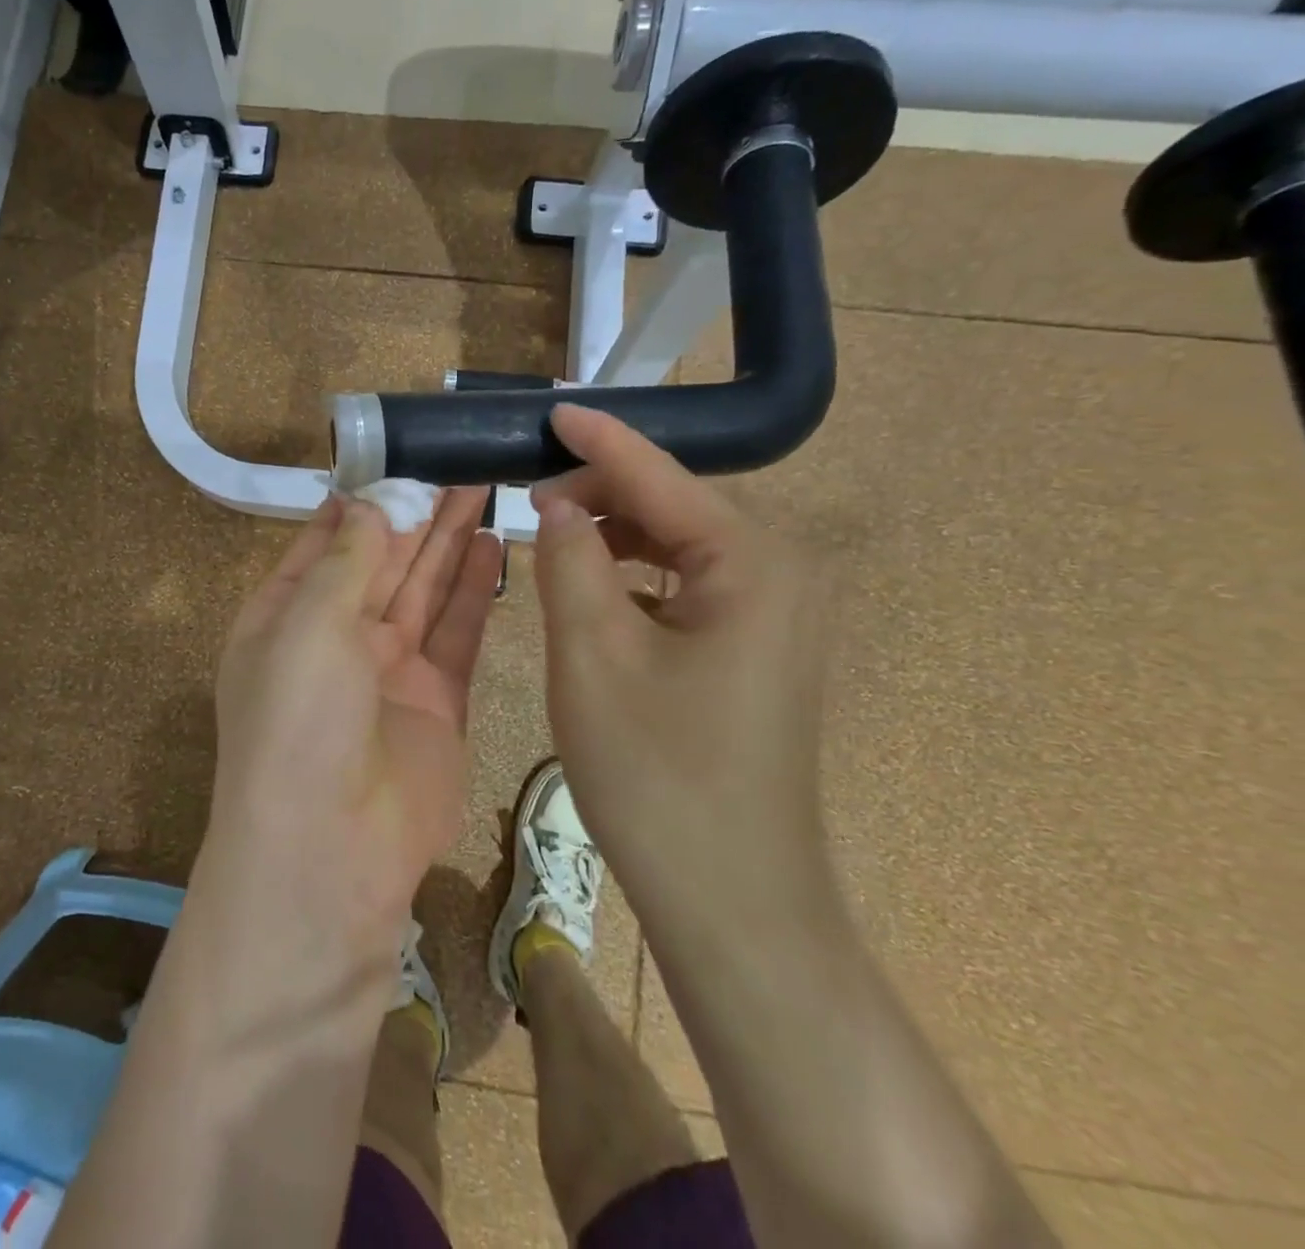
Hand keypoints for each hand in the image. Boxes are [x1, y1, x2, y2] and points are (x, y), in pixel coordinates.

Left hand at [199, 490, 502, 968]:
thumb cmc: (300, 720)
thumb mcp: (308, 623)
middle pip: (383, 561)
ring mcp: (388, 672)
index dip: (363, 501)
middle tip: (460, 462)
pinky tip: (494, 545)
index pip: (326, 543)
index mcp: (285, 617)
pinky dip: (473, 590)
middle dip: (417, 513)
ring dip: (450, 541)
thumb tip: (367, 505)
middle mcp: (335, 639)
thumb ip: (347, 561)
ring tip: (483, 488)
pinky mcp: (437, 701)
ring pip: (424, 590)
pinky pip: (457, 633)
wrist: (331, 849)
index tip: (401, 456)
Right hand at [531, 405, 834, 931]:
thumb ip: (569, 562)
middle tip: (530, 499)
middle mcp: (777, 575)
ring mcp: (772, 617)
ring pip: (678, 546)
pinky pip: (685, 587)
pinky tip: (591, 590)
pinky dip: (634, 577)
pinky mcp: (753, 651)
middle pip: (675, 505)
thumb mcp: (592, 656)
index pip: (661, 475)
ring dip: (614, 534)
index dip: (599, 440)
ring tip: (552, 538)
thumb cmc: (657, 774)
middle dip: (602, 491)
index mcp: (751, 563)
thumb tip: (557, 506)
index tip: (550, 409)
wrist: (730, 898)